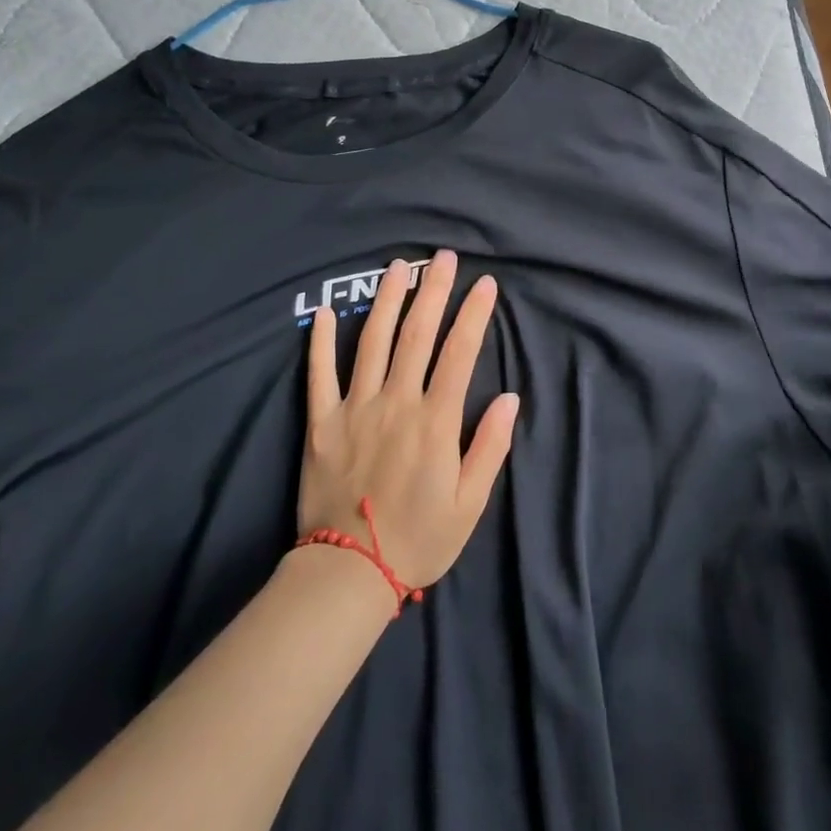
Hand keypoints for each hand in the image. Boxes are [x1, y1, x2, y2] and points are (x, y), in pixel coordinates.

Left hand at [298, 250, 519, 592]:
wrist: (348, 574)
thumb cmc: (418, 538)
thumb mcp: (470, 502)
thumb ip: (491, 446)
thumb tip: (511, 398)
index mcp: (435, 420)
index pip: (460, 352)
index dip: (474, 314)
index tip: (485, 284)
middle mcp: (396, 402)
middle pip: (417, 334)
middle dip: (433, 290)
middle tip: (443, 257)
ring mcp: (354, 408)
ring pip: (371, 341)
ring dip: (386, 300)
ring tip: (397, 267)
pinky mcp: (321, 423)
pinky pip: (319, 374)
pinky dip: (320, 342)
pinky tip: (323, 312)